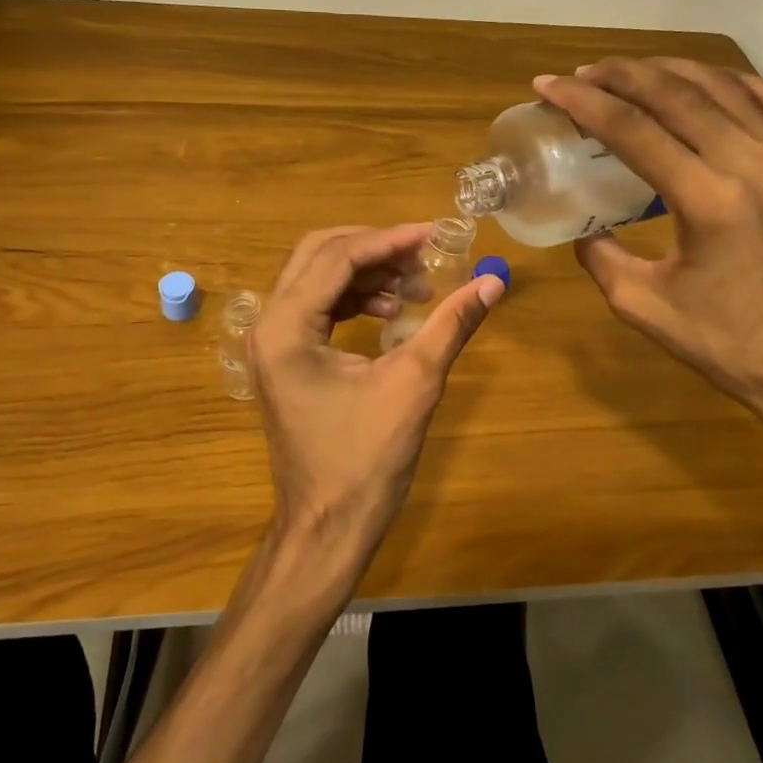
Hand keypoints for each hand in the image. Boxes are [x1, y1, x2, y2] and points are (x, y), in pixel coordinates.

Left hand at [251, 224, 504, 573]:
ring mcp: (272, 344)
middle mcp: (269, 325)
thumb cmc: (365, 461)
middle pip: (319, 256)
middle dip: (375, 250)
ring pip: (318, 279)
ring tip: (416, 291)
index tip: (434, 235)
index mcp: (287, 328)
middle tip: (423, 257)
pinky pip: (318, 308)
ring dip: (367, 275)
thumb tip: (494, 281)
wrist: (327, 528)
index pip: (337, 257)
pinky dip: (355, 300)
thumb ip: (451, 324)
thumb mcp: (414, 384)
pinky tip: (392, 314)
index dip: (389, 240)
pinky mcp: (285, 360)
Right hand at [533, 59, 762, 426]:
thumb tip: (585, 225)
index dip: (583, 102)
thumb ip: (600, 256)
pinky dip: (726, 80)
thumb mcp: (641, 305)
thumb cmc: (724, 342)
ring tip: (627, 73)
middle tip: (581, 75)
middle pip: (674, 93)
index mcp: (707, 202)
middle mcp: (749, 165)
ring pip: (720, 85)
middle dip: (618, 75)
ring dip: (666, 70)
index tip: (547, 86)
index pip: (633, 130)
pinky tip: (699, 84)